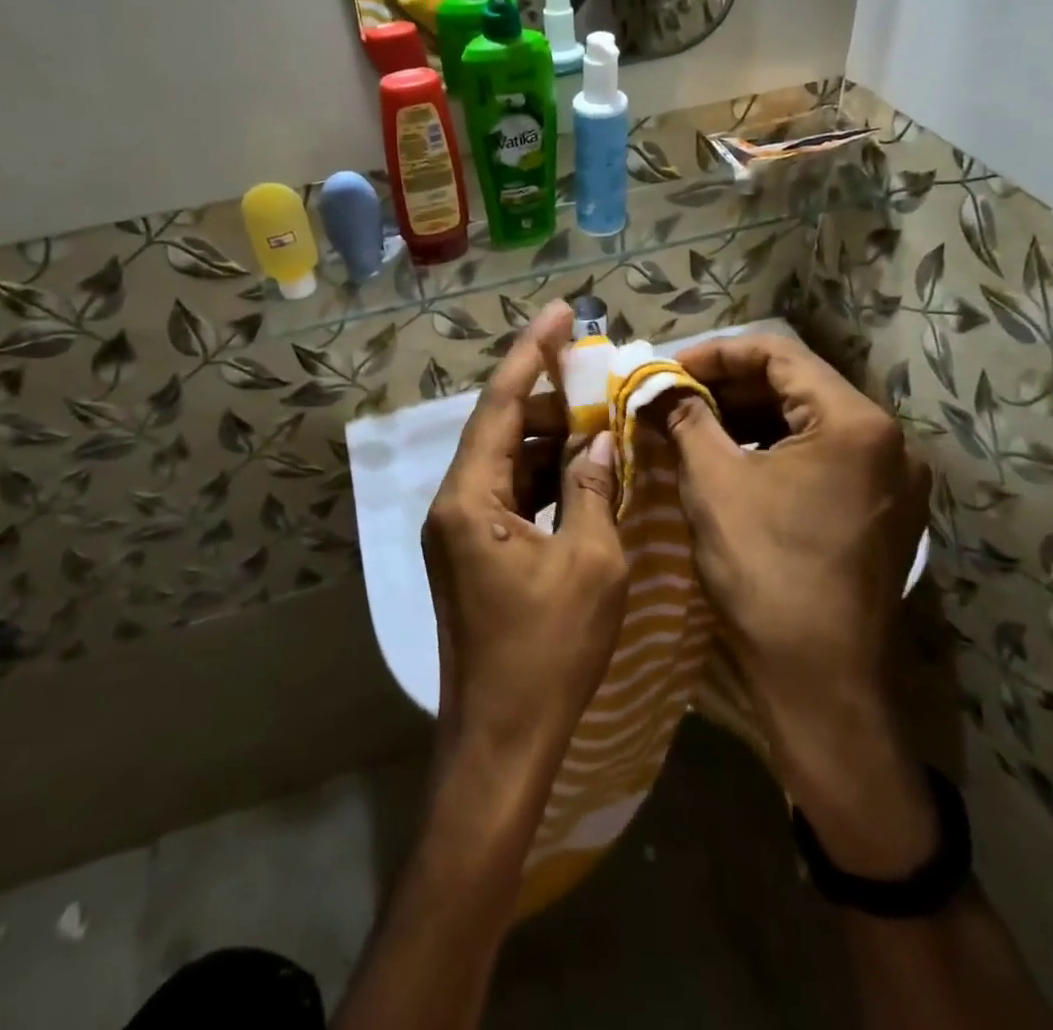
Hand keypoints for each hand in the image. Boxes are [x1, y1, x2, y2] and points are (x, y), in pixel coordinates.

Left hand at [423, 300, 628, 785]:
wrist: (501, 741)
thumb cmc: (548, 653)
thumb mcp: (590, 563)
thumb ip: (592, 490)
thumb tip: (598, 442)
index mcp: (470, 497)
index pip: (502, 404)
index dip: (532, 352)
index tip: (559, 311)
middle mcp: (453, 501)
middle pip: (502, 427)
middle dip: (550, 398)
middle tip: (599, 376)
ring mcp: (459, 528)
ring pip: (507, 459)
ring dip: (551, 438)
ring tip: (599, 418)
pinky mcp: (472, 551)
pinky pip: (509, 492)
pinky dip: (544, 476)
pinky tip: (582, 470)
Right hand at [665, 333, 936, 874]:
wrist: (822, 683)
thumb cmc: (766, 572)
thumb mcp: (713, 484)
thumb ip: (685, 419)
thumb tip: (655, 386)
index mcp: (855, 422)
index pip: (779, 353)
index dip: (716, 353)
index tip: (668, 370)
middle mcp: (889, 440)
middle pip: (798, 384)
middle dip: (731, 385)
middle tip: (675, 396)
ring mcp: (892, 479)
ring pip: (810, 422)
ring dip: (751, 417)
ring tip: (696, 424)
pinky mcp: (884, 511)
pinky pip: (825, 457)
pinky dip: (776, 449)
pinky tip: (734, 460)